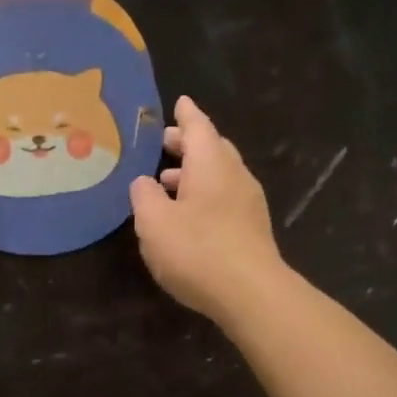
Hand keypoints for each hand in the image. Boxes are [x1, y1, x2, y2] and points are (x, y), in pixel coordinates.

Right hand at [129, 96, 288, 326]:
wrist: (250, 293)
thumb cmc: (197, 250)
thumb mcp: (154, 222)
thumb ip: (144, 196)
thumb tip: (144, 182)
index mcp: (211, 164)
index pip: (198, 127)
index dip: (186, 115)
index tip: (179, 102)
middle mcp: (234, 176)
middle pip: (213, 149)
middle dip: (189, 145)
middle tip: (165, 144)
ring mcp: (249, 204)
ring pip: (220, 176)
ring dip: (194, 174)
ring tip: (167, 182)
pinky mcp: (252, 231)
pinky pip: (225, 200)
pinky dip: (204, 196)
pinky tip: (189, 216)